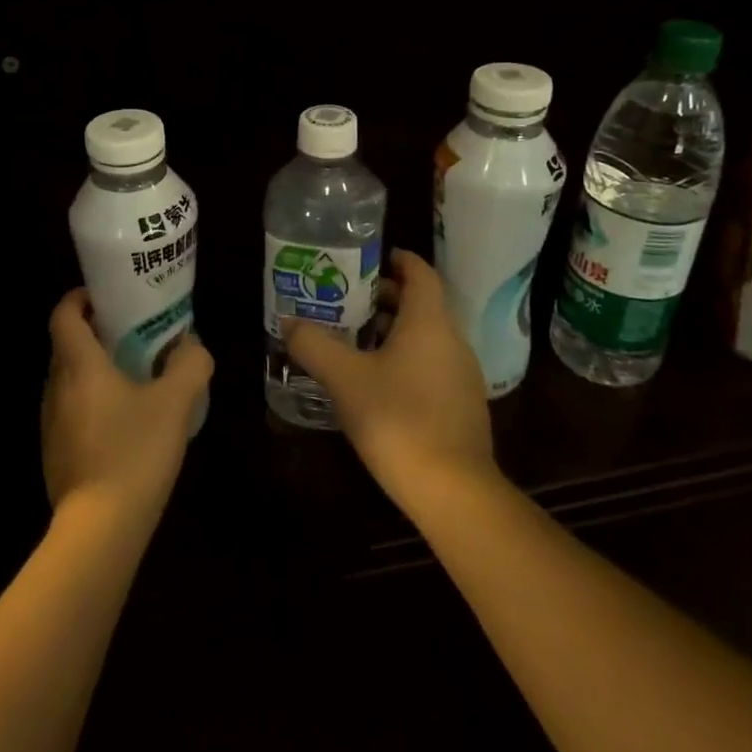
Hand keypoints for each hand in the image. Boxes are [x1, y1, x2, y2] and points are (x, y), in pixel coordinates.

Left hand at [42, 289, 212, 523]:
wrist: (100, 528)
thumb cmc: (135, 452)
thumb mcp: (175, 403)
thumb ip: (189, 365)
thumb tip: (192, 344)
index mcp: (79, 364)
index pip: (63, 314)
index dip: (80, 298)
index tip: (106, 296)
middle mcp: (56, 387)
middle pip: (67, 345)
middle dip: (95, 332)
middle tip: (133, 333)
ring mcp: (51, 422)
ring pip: (68, 379)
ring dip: (94, 369)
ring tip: (133, 376)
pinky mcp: (55, 452)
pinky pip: (71, 410)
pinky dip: (92, 401)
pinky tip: (124, 422)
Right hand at [283, 250, 503, 518]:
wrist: (453, 491)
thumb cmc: (397, 418)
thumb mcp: (344, 378)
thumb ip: (313, 344)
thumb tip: (290, 322)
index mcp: (429, 323)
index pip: (421, 274)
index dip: (398, 260)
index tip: (368, 260)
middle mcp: (452, 341)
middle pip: (421, 304)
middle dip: (384, 298)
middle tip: (345, 301)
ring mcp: (462, 376)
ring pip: (425, 337)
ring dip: (392, 331)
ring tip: (353, 340)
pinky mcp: (462, 406)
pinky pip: (431, 365)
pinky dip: (404, 359)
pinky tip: (375, 382)